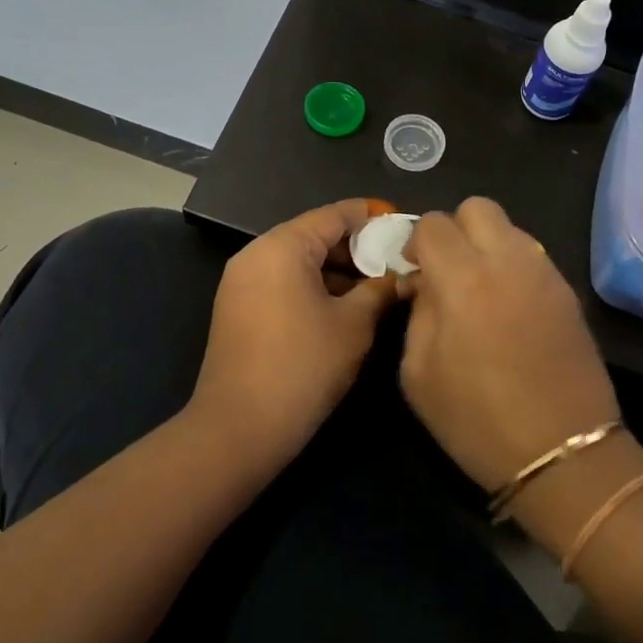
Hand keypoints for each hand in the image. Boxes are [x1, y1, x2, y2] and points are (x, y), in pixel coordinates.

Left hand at [190, 200, 399, 478]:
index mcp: (282, 246)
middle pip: (315, 234)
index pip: (336, 214)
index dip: (373, 217)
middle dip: (357, 247)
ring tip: (377, 288)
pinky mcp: (237, 308)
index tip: (405, 226)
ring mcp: (241, 281)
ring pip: (299, 260)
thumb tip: (402, 276)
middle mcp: (256, 253)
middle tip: (396, 263)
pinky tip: (344, 307)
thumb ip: (380, 290)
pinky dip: (313, 286)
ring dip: (337, 270)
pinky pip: (282, 281)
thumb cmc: (303, 367)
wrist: (238, 429)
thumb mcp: (354, 326)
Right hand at [399, 198, 619, 491]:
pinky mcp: (568, 292)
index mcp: (463, 279)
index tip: (414, 272)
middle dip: (455, 229)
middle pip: (477, 207)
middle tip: (447, 269)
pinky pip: (533, 256)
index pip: (433, 223)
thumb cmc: (477, 421)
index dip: (416, 242)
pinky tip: (509, 307)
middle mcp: (508, 261)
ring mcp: (545, 273)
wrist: (564, 454)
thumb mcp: (419, 373)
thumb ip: (418, 313)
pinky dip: (513, 266)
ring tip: (480, 289)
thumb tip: (424, 283)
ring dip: (486, 245)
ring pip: (510, 227)